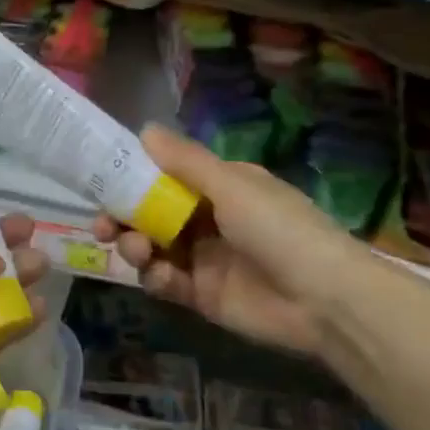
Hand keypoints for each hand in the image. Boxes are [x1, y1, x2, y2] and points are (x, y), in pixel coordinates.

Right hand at [94, 126, 363, 354]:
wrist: (326, 301)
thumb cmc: (280, 229)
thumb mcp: (232, 186)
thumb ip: (185, 160)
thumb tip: (144, 128)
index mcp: (218, 187)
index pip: (165, 176)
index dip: (132, 178)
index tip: (102, 181)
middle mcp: (206, 219)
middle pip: (150, 214)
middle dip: (123, 217)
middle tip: (103, 225)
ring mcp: (203, 258)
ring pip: (152, 247)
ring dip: (135, 245)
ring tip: (137, 250)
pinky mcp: (202, 295)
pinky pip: (165, 281)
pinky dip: (155, 277)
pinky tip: (159, 276)